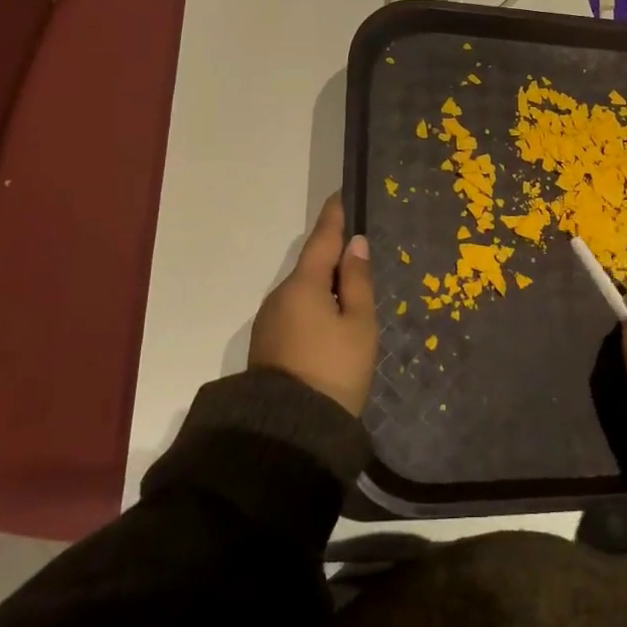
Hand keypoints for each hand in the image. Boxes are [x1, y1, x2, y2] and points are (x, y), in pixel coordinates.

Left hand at [247, 195, 377, 416]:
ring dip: (324, 288)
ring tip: (351, 296)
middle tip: (359, 255)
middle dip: (332, 259)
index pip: (322, 240)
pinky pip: (296, 314)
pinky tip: (331, 324)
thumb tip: (354, 245)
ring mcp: (270, 322)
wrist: (290, 431)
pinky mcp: (267, 345)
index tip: (339, 196)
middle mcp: (280, 296)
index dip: (333, 217)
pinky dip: (314, 309)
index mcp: (304, 285)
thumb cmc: (334, 370)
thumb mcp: (359, 325)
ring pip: (303, 293)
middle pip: (311, 268)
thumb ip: (357, 282)